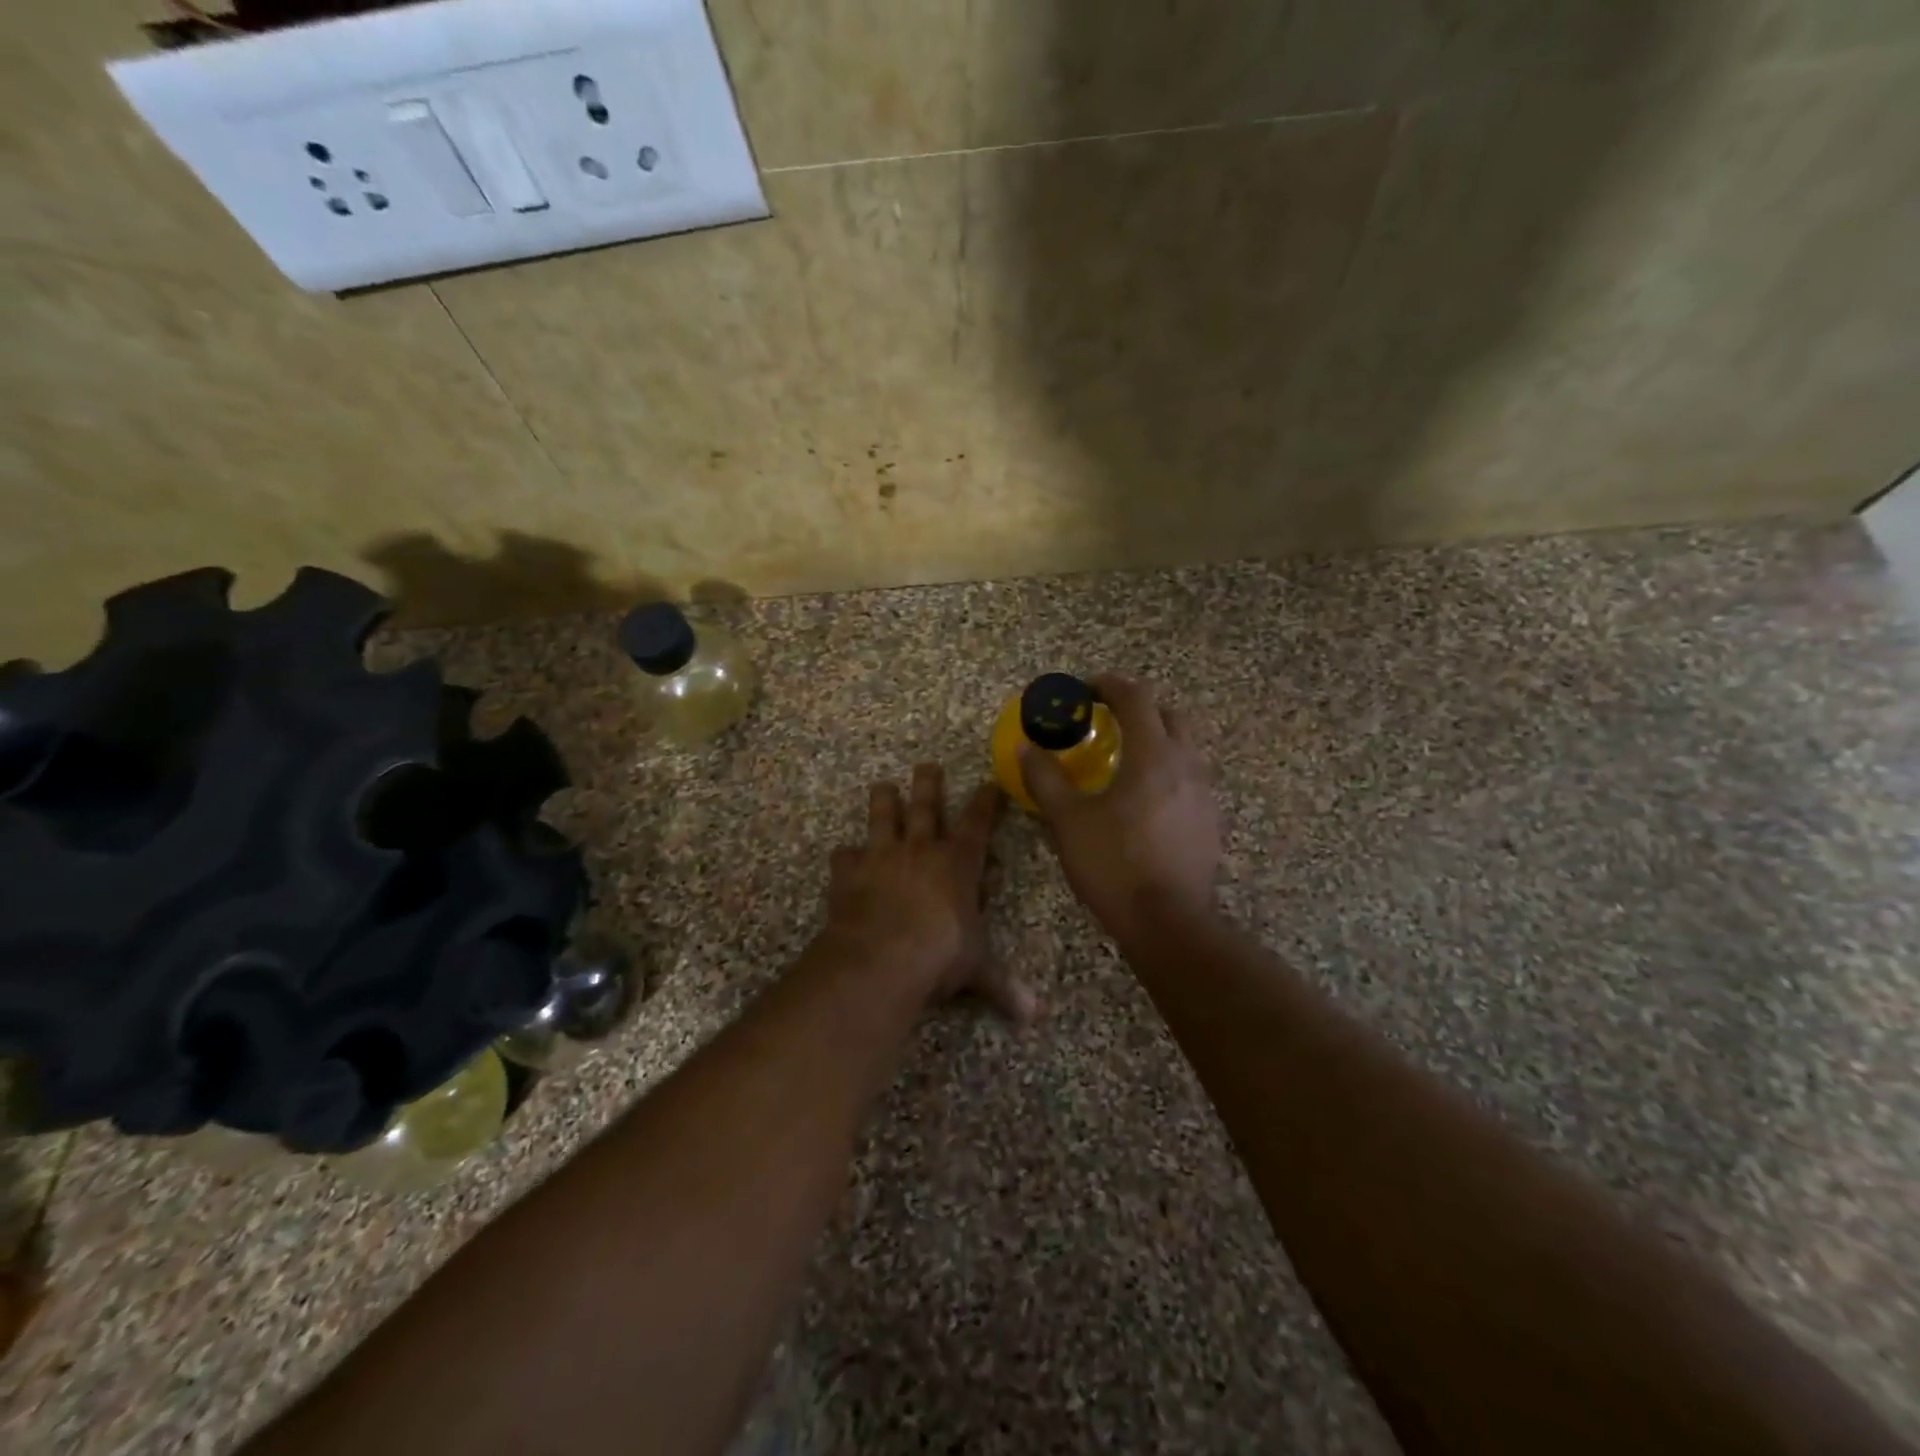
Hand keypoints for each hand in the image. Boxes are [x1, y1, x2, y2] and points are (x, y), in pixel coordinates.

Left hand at [822, 765, 1035, 1021]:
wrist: (881, 955)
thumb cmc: (939, 954)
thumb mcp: (977, 969)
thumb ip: (1003, 986)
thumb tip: (1036, 1016)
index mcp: (958, 863)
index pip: (978, 823)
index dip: (987, 802)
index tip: (991, 783)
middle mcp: (920, 850)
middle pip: (926, 807)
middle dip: (929, 784)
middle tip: (927, 764)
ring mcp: (882, 857)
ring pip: (883, 817)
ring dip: (884, 801)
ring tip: (882, 786)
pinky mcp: (849, 873)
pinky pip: (845, 857)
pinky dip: (845, 856)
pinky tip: (843, 855)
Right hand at [1021, 674, 1220, 943]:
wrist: (1168, 923)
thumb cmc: (1114, 865)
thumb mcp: (1068, 821)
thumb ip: (1046, 778)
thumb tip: (1026, 747)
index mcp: (1153, 755)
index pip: (1136, 698)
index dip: (1109, 685)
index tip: (1085, 689)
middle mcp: (1186, 765)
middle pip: (1168, 714)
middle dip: (1137, 707)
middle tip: (1106, 718)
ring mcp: (1204, 793)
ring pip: (1184, 746)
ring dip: (1155, 737)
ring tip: (1124, 756)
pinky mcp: (1210, 820)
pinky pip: (1189, 777)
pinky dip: (1166, 769)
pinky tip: (1144, 797)